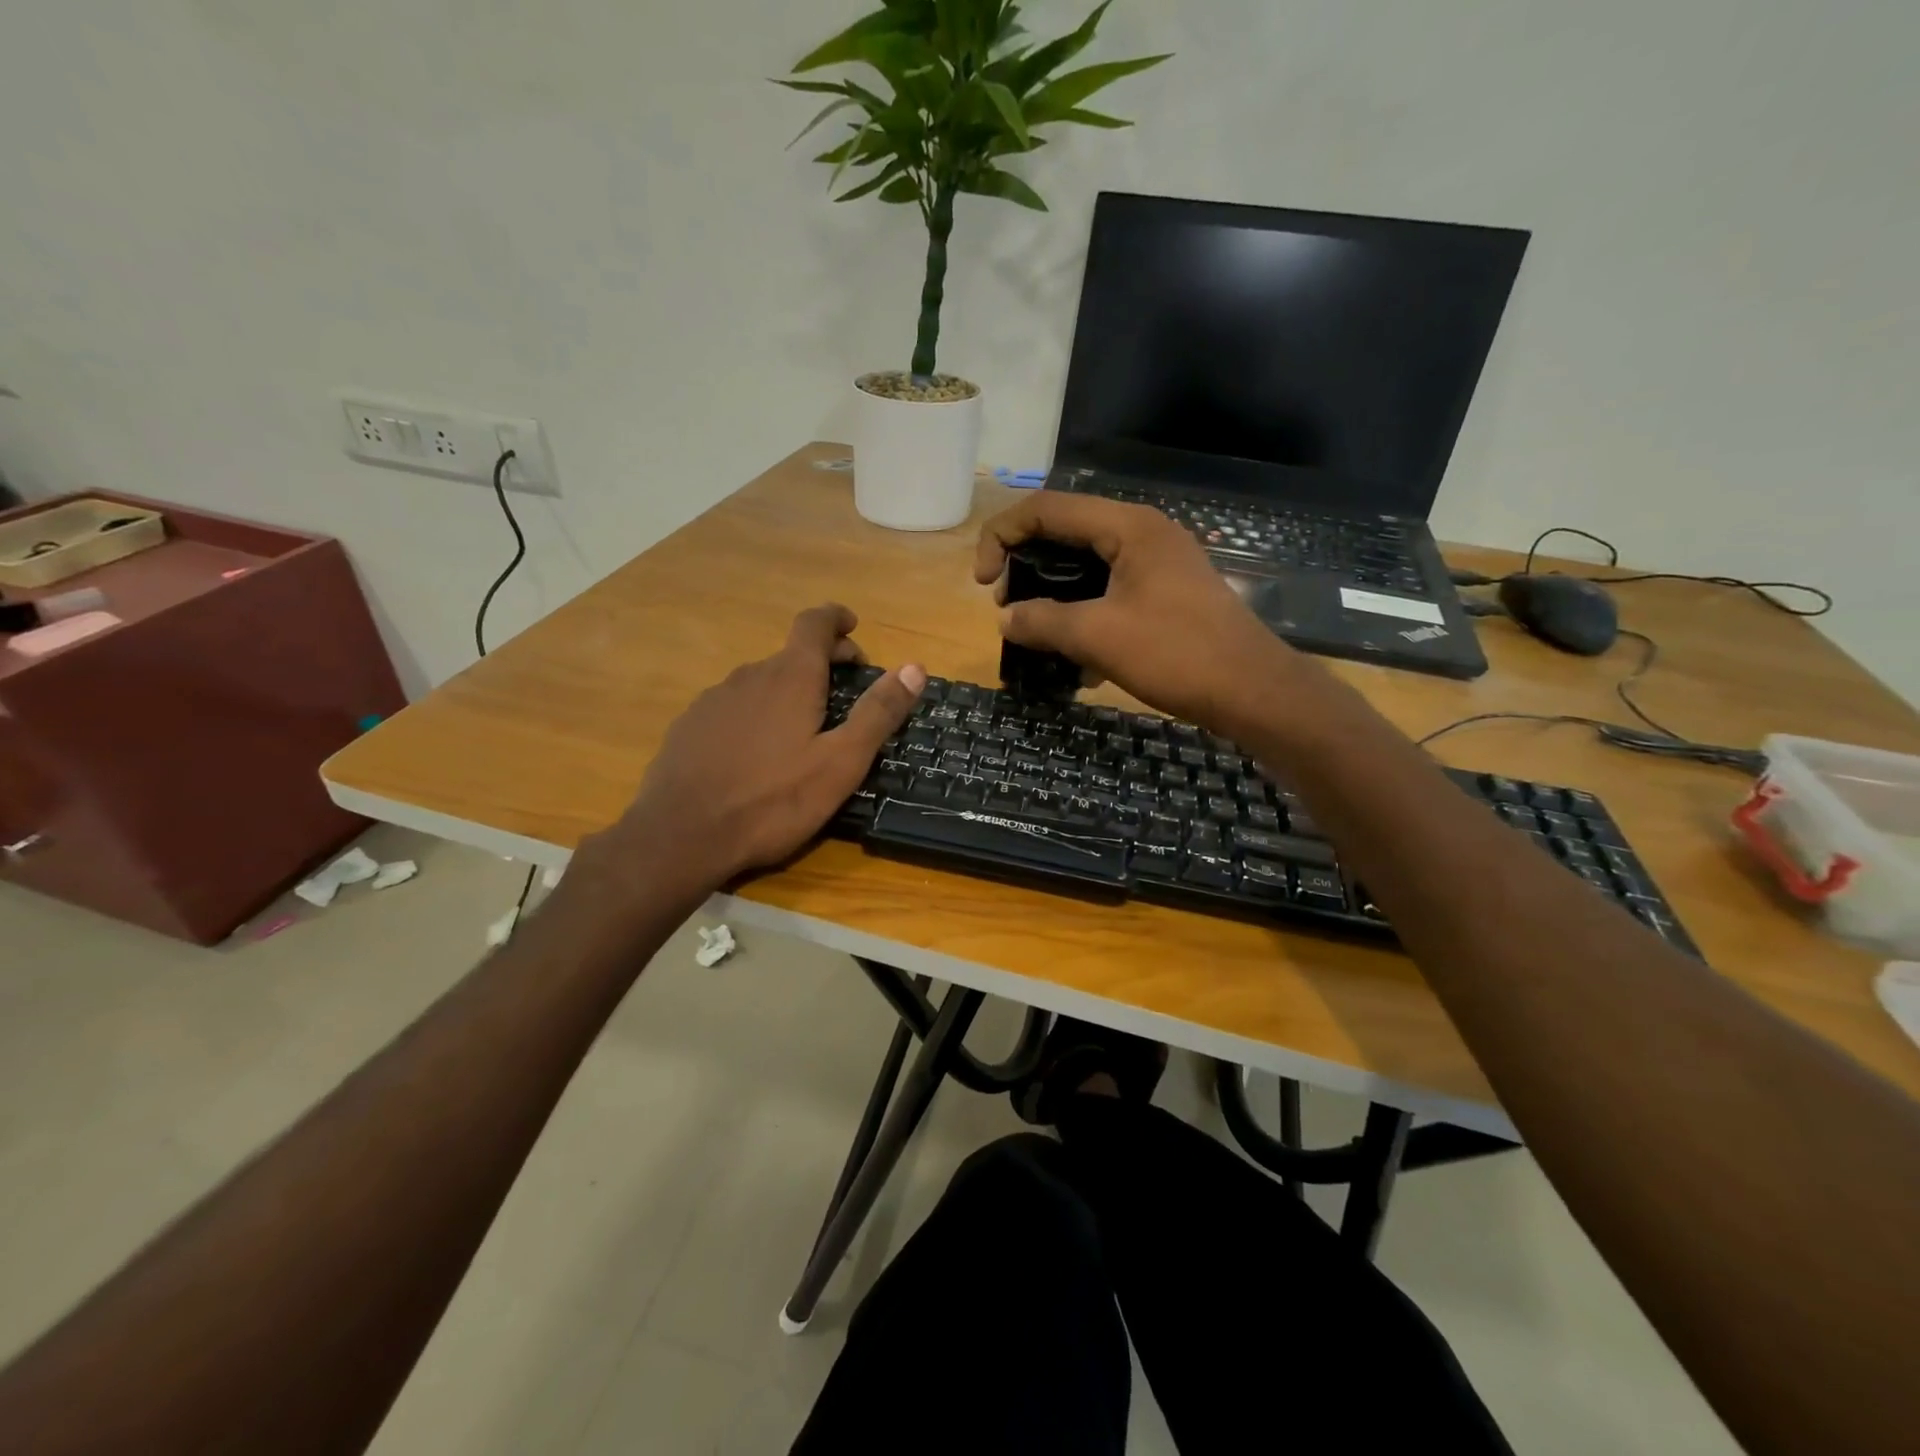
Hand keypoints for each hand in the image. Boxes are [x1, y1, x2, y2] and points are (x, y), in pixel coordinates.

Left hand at [578, 605, 923, 896]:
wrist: (680, 836)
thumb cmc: (772, 801)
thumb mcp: (840, 763)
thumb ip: (878, 713)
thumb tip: (915, 667)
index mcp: (790, 677)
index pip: (814, 623)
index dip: (836, 618)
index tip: (852, 626)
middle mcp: (749, 675)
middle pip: (791, 655)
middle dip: (822, 664)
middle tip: (845, 693)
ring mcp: (713, 700)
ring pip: (761, 683)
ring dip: (788, 692)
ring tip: (802, 731)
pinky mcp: (689, 726)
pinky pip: (733, 707)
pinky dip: (755, 714)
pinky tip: (756, 754)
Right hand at [975, 494, 1302, 734]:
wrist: (1253, 691)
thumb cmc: (1176, 653)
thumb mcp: (1098, 636)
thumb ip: (1043, 621)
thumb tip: (1006, 619)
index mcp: (1128, 526)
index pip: (1046, 509)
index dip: (1002, 536)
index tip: (983, 583)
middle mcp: (1143, 533)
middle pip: (1066, 533)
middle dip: (1026, 567)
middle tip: (1007, 609)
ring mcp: (1159, 564)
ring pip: (1088, 566)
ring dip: (1054, 596)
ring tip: (1035, 634)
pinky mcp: (1167, 594)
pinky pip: (1111, 592)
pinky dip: (1085, 614)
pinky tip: (1076, 661)